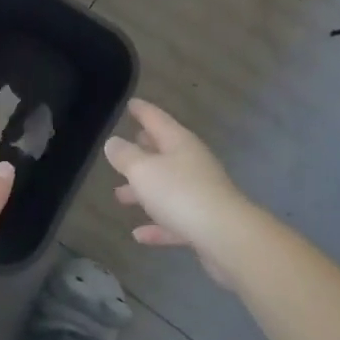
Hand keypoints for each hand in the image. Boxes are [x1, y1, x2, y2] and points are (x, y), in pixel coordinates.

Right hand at [106, 99, 253, 283]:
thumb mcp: (143, 170)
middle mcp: (191, 163)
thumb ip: (125, 156)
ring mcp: (200, 193)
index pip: (157, 119)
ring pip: (166, 187)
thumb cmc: (180, 193)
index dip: (142, 111)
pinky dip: (157, 225)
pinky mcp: (203, 223)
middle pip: (164, 151)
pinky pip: (173, 219)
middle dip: (144, 148)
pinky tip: (138, 235)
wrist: (226, 236)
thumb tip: (113, 142)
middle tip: (126, 144)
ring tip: (119, 195)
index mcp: (179, 142)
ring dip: (144, 190)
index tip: (131, 103)